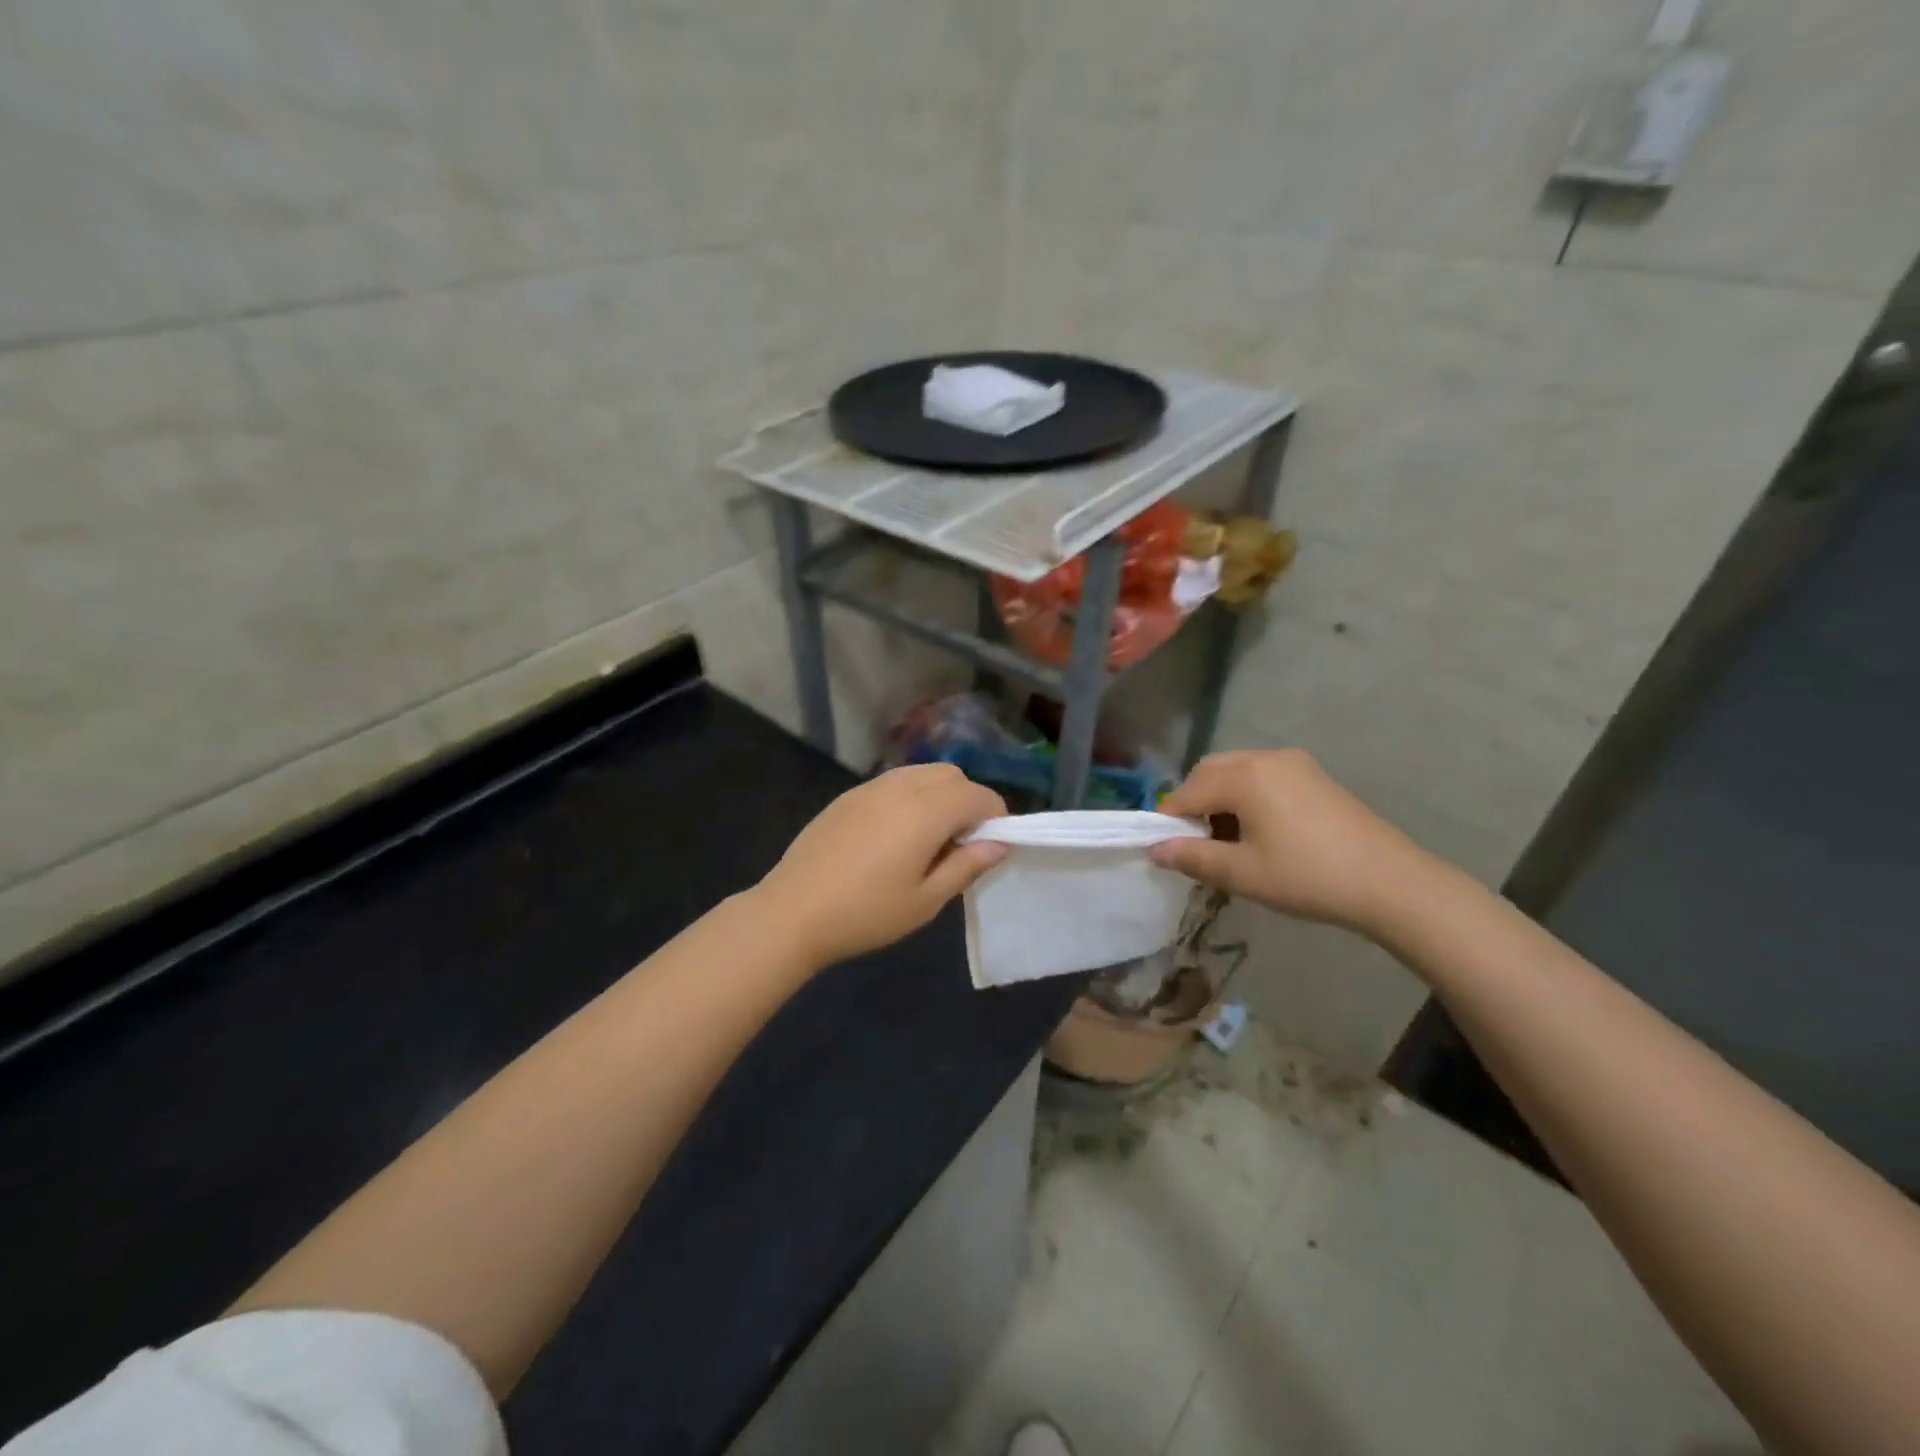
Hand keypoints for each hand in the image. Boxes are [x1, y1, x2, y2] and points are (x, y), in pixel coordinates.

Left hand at [752, 764, 1009, 968]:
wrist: (792, 912)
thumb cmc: (865, 914)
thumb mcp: (925, 901)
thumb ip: (966, 866)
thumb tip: (999, 843)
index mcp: (925, 812)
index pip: (977, 795)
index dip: (995, 814)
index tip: (994, 843)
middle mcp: (900, 788)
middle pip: (951, 774)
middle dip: (968, 799)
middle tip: (961, 842)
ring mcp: (869, 788)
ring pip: (921, 772)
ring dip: (939, 793)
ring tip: (930, 837)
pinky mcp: (848, 796)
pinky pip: (893, 782)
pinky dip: (911, 795)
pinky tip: (896, 834)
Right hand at [1148, 749, 1430, 932]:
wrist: (1390, 883)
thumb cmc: (1307, 877)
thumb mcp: (1242, 872)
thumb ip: (1193, 857)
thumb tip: (1156, 850)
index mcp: (1244, 776)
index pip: (1187, 792)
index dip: (1170, 821)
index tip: (1167, 850)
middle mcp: (1265, 758)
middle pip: (1210, 772)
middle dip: (1194, 804)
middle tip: (1198, 844)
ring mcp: (1294, 763)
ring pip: (1237, 771)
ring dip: (1220, 799)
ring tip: (1229, 841)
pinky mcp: (1314, 776)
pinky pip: (1263, 776)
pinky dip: (1247, 796)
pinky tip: (1260, 831)